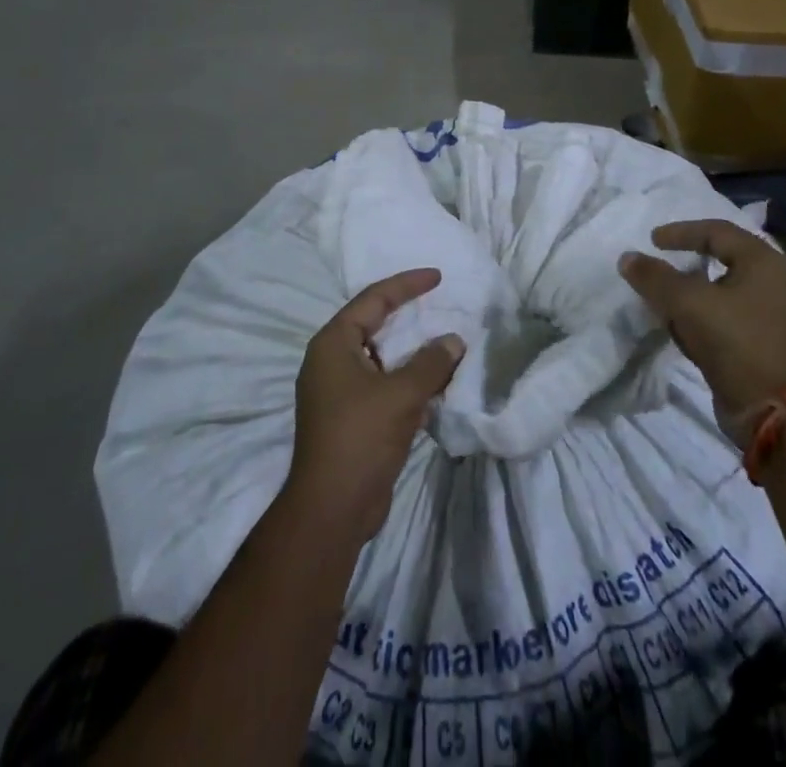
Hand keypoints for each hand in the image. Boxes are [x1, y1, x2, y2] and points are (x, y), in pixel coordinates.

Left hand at [287, 268, 464, 541]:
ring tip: (443, 340)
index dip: (406, 285)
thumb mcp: (400, 394)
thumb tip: (454, 341)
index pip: (373, 299)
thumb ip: (431, 363)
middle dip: (408, 315)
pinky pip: (384, 384)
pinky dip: (408, 379)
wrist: (332, 509)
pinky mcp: (351, 418)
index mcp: (333, 343)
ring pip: (381, 357)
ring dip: (411, 351)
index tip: (437, 276)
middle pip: (374, 324)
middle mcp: (331, 361)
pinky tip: (435, 383)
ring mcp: (339, 391)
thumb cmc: (360, 438)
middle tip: (439, 302)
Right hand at [619, 221, 785, 444]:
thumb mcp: (688, 304)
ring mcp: (773, 316)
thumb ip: (655, 278)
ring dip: (692, 296)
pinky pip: (728, 319)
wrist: (778, 414)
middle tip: (659, 268)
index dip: (680, 232)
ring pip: (723, 293)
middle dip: (685, 266)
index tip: (652, 241)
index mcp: (763, 262)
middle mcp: (773, 283)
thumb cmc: (737, 343)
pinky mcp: (766, 345)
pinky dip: (703, 319)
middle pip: (721, 261)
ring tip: (665, 303)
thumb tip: (627, 258)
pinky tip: (683, 333)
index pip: (716, 231)